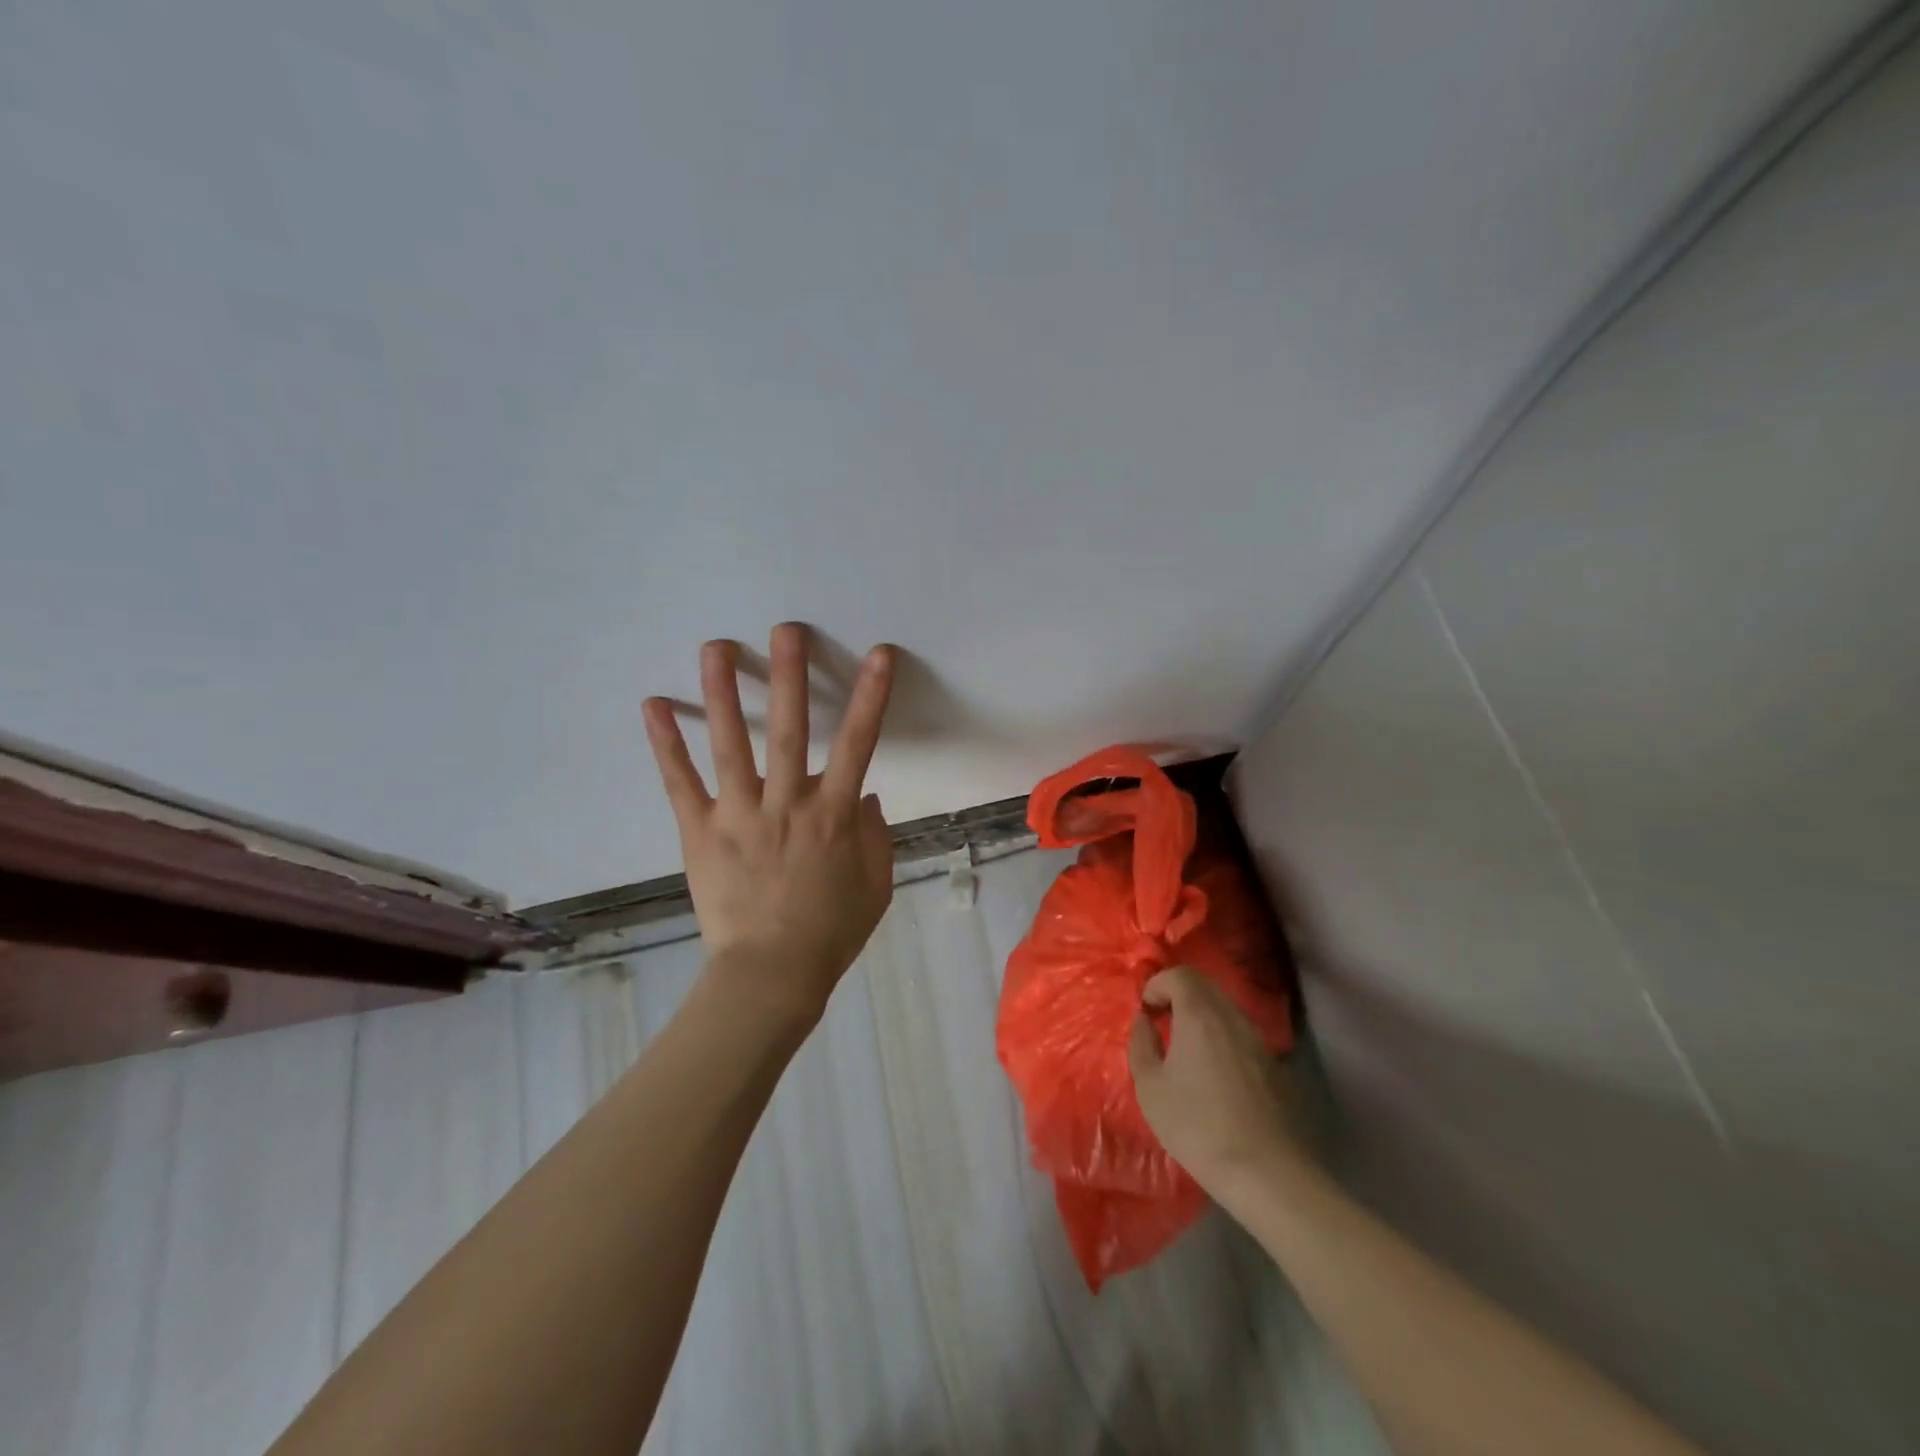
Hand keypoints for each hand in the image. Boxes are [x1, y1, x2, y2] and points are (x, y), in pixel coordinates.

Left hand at [643, 624, 897, 1029]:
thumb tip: (868, 795)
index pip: (859, 744)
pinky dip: (665, 744)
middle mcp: (785, 804)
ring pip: (730, 745)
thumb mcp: (875, 885)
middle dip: (789, 676)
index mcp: (832, 816)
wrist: (771, 975)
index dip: (872, 697)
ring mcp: (738, 815)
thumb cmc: (831, 931)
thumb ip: (877, 836)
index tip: (879, 654)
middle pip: (789, 730)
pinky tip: (652, 704)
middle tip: (784, 629)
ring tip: (715, 647)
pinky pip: (681, 783)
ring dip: (723, 693)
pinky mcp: (699, 832)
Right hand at [1128, 966, 1310, 1193]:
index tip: (1145, 1010)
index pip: (1180, 974)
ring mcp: (1257, 1040)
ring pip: (1225, 1008)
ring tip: (1185, 1047)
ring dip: (1201, 1015)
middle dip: (1178, 994)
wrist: (1265, 1172)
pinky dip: (1220, 1036)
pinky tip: (1213, 1072)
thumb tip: (1144, 1020)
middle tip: (1161, 1020)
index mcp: (1199, 1014)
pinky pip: (1240, 1033)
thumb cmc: (1197, 1125)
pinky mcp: (1273, 1065)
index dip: (1158, 984)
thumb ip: (1141, 1044)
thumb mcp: (1150, 1087)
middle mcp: (1231, 1017)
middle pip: (1205, 985)